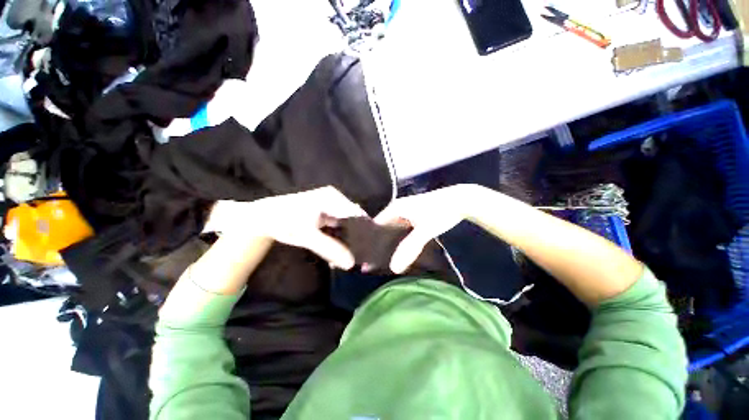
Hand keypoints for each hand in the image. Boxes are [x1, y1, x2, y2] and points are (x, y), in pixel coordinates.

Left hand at [206, 187, 366, 269]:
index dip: (364, 231)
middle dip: (357, 235)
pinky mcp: (326, 213)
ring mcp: (331, 205)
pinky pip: (339, 225)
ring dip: (349, 237)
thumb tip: (351, 263)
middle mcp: (335, 199)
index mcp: (333, 198)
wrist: (263, 217)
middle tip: (360, 253)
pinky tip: (341, 247)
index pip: (357, 215)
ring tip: (353, 252)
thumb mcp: (308, 235)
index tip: (368, 248)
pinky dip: (341, 236)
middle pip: (353, 219)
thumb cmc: (285, 221)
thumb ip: (330, 249)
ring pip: (347, 223)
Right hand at [374, 185, 477, 272]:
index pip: (375, 226)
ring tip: (382, 258)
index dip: (370, 241)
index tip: (366, 257)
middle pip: (382, 228)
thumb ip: (409, 247)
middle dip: (378, 243)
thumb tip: (393, 268)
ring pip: (391, 229)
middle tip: (372, 261)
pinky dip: (398, 239)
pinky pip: (400, 229)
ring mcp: (405, 211)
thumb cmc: (440, 213)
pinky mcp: (413, 216)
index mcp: (395, 208)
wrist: (460, 201)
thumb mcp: (424, 230)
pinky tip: (398, 250)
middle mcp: (397, 208)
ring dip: (388, 242)